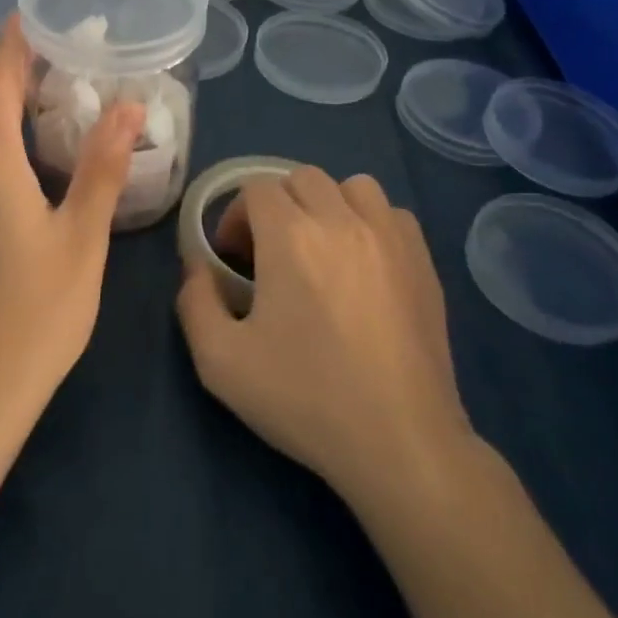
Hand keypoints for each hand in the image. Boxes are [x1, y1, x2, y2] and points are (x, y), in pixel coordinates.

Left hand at [0, 16, 142, 428]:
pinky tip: (35, 181)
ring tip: (65, 122)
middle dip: (24, 84)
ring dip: (14, 126)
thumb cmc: (36, 312)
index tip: (35, 15)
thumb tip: (128, 105)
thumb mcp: (82, 237)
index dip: (13, 44)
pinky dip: (1, 160)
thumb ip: (102, 166)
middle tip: (76, 71)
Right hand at [176, 168, 475, 507]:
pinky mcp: (423, 261)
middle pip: (301, 178)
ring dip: (326, 206)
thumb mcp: (220, 361)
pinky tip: (363, 265)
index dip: (235, 218)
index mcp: (291, 237)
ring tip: (320, 251)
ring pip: (352, 187)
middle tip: (269, 256)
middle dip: (275, 207)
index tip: (233, 261)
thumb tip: (196, 267)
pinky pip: (392, 214)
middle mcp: (343, 220)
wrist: (398, 439)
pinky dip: (370, 223)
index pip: (256, 188)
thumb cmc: (305, 398)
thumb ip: (194, 302)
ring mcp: (391, 237)